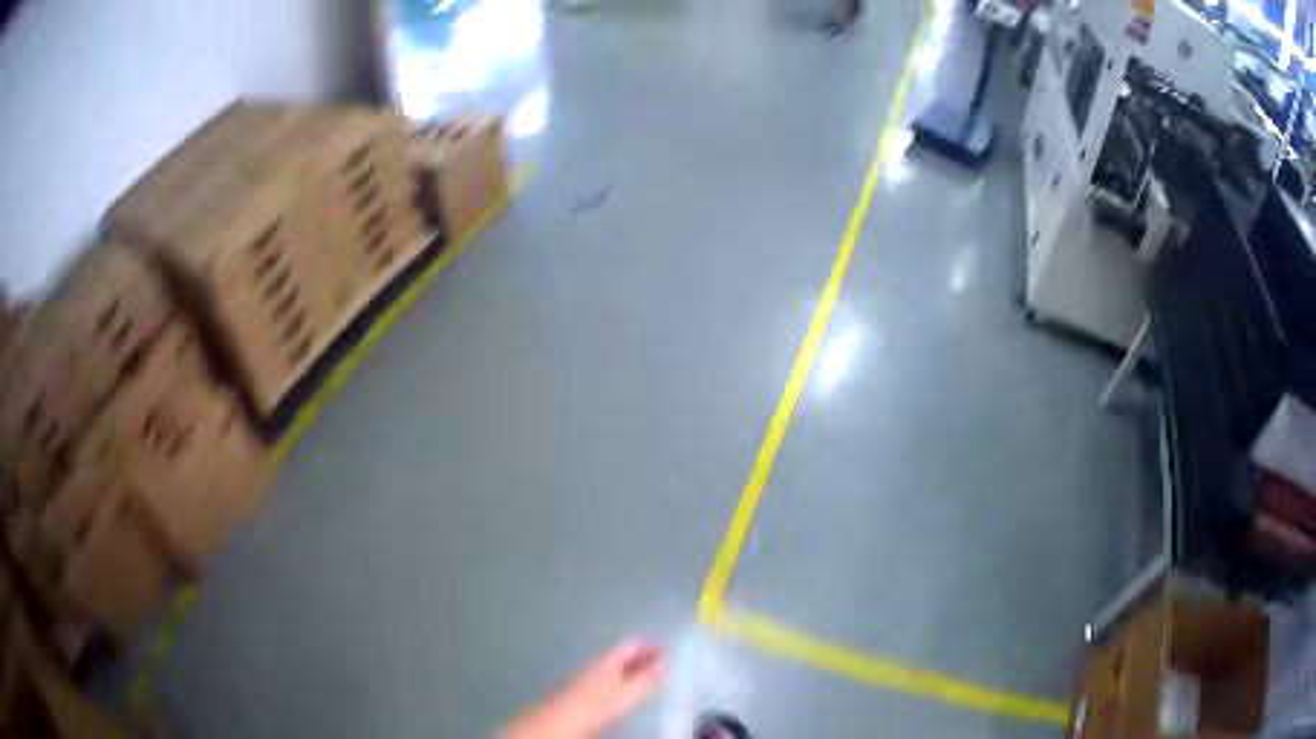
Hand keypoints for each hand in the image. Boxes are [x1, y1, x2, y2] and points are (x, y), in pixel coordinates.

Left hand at [504, 640, 665, 738]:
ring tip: (648, 677)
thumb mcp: (624, 695)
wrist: (553, 723)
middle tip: (663, 663)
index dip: (650, 645)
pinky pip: (606, 677)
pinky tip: (624, 691)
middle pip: (621, 655)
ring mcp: (585, 677)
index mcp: (606, 661)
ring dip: (631, 668)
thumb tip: (666, 660)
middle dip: (641, 656)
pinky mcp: (579, 691)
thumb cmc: (592, 707)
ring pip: (612, 666)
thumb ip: (645, 679)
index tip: (669, 649)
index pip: (630, 644)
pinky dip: (620, 679)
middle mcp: (595, 664)